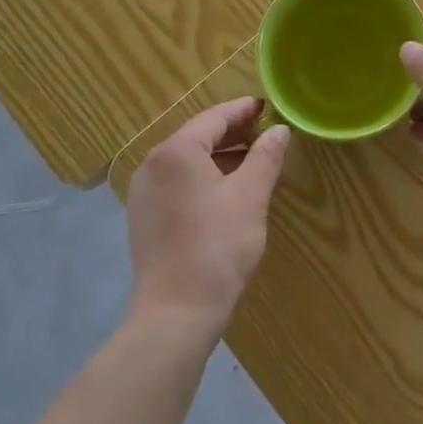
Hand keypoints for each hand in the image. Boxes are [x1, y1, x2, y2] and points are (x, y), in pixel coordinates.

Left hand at [126, 97, 289, 341]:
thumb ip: (266, 156)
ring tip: (251, 163)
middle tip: (264, 134)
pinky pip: (176, 183)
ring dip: (218, 157)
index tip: (267, 107)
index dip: (243, 110)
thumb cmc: (217, 248)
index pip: (215, 117)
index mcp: (177, 151)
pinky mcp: (143, 218)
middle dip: (232, 133)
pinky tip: (225, 192)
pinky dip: (202, 178)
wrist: (175, 316)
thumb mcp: (251, 196)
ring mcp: (144, 193)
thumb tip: (279, 130)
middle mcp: (153, 164)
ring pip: (187, 161)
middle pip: (198, 136)